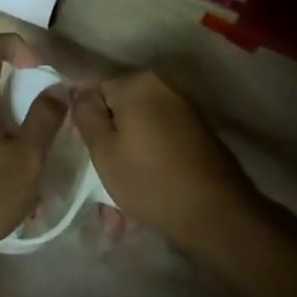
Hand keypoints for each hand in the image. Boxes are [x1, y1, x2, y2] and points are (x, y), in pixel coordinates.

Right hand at [71, 71, 260, 251]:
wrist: (216, 212)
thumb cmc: (149, 180)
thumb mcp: (103, 150)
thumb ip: (85, 115)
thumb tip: (81, 95)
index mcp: (138, 83)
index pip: (94, 91)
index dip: (85, 123)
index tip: (85, 154)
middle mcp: (164, 86)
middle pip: (120, 111)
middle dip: (108, 144)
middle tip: (100, 180)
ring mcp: (185, 109)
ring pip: (140, 131)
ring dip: (127, 159)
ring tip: (119, 203)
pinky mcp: (198, 132)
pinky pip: (160, 141)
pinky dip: (149, 162)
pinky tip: (144, 194)